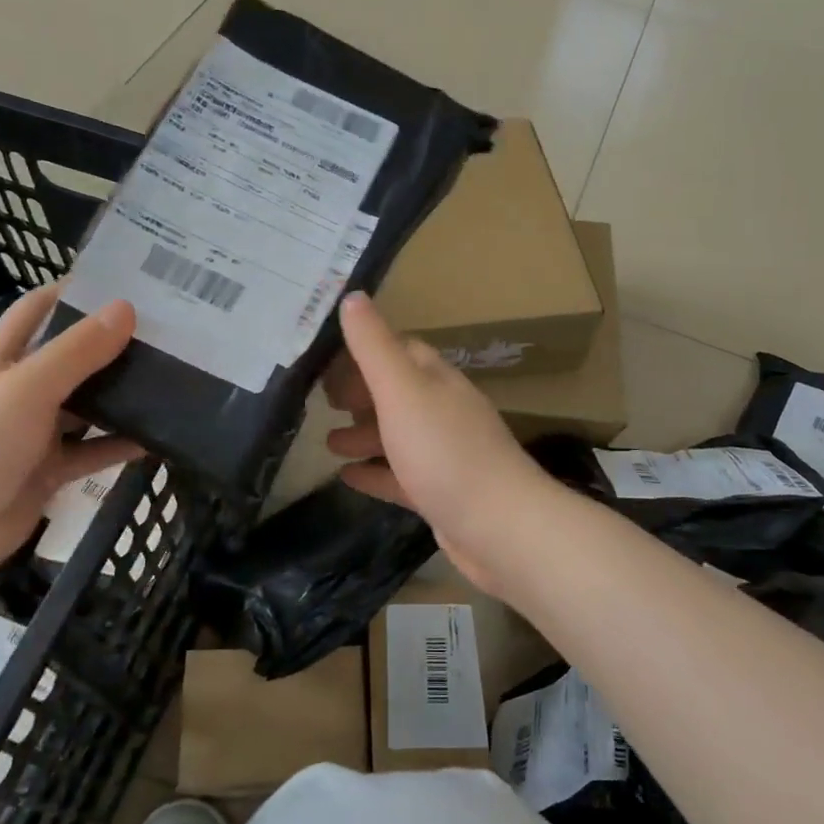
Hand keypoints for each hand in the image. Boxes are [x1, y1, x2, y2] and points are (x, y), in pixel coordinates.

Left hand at [0, 285, 139, 590]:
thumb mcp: (27, 388)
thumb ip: (78, 351)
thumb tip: (125, 309)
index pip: (37, 311)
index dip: (74, 292)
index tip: (125, 283)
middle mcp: (18, 392)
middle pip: (71, 359)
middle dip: (112, 345)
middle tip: (166, 334)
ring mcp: (34, 434)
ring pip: (87, 407)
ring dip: (122, 397)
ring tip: (173, 380)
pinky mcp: (49, 471)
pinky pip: (93, 451)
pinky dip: (121, 445)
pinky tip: (159, 438)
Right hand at [324, 292, 551, 593]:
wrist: (499, 527)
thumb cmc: (444, 451)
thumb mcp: (402, 390)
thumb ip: (374, 346)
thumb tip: (353, 296)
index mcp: (437, 381)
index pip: (400, 351)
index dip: (363, 352)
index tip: (325, 364)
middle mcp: (444, 411)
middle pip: (398, 393)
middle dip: (361, 395)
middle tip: (324, 403)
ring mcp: (446, 454)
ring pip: (398, 435)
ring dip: (364, 435)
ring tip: (328, 444)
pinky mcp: (442, 493)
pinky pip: (401, 476)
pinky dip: (375, 473)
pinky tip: (347, 478)